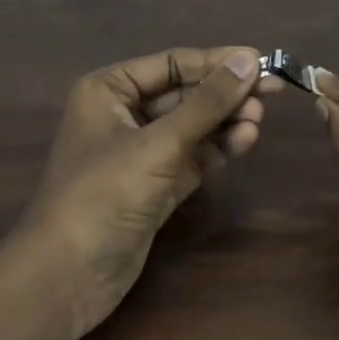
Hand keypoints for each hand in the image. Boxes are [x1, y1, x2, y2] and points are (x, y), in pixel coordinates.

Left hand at [18, 46, 280, 338]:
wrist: (66, 278)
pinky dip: (217, 148)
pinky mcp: (154, 185)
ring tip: (257, 119)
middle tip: (272, 91)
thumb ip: (206, 103)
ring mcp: (140, 152)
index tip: (261, 61)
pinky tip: (245, 140)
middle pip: (184, 93)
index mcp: (109, 90)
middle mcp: (123, 114)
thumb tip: (248, 61)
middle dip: (224, 93)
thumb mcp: (158, 144)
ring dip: (225, 121)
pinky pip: (192, 156)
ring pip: (192, 126)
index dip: (216, 62)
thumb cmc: (103, 194)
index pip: (171, 64)